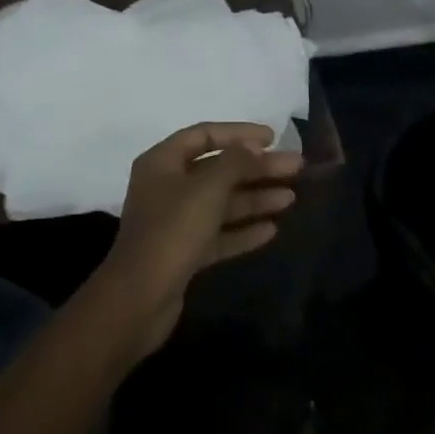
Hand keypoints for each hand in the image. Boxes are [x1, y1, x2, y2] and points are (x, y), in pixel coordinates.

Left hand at [94, 123, 303, 357]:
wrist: (139, 299)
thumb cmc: (172, 230)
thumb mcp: (207, 188)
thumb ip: (234, 162)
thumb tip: (253, 146)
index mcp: (162, 162)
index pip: (204, 135)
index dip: (239, 133)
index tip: (273, 137)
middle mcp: (167, 187)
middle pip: (218, 170)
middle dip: (256, 168)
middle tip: (295, 167)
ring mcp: (174, 222)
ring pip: (221, 203)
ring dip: (254, 198)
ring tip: (291, 198)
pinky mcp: (183, 253)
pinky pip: (218, 234)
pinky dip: (242, 230)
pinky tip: (271, 230)